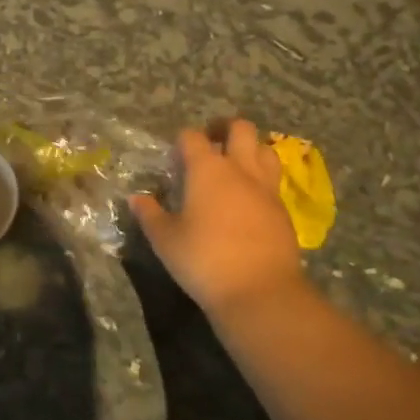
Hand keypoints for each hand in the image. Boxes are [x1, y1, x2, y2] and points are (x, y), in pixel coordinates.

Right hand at [129, 119, 306, 316]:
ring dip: (250, 149)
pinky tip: (249, 198)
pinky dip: (261, 178)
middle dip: (224, 128)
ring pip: (265, 149)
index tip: (174, 156)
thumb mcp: (165, 239)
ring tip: (235, 164)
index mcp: (207, 169)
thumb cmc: (204, 259)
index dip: (182, 141)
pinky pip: (273, 180)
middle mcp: (240, 170)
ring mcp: (267, 189)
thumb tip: (136, 199)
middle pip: (240, 129)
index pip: (192, 137)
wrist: (260, 292)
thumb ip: (150, 214)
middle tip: (211, 141)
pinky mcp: (283, 211)